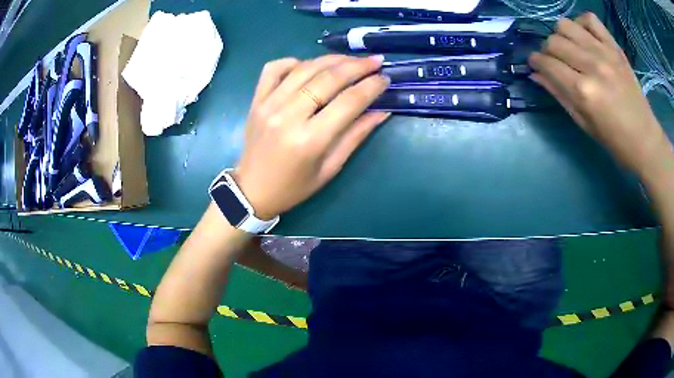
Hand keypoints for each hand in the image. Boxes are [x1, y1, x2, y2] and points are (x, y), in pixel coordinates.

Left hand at [232, 55, 389, 219]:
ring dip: (332, 59)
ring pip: (304, 68)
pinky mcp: (256, 100)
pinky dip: (293, 62)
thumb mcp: (330, 168)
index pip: (349, 101)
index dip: (371, 86)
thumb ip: (355, 136)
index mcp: (310, 139)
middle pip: (328, 78)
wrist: (253, 190)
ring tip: (350, 60)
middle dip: (357, 66)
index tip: (385, 78)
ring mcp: (268, 105)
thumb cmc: (294, 187)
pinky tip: (308, 66)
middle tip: (375, 61)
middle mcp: (288, 116)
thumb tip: (382, 111)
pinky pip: (273, 69)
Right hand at [528, 12, 671, 178]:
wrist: (645, 139)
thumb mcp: (583, 123)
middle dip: (548, 50)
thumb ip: (559, 94)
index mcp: (583, 91)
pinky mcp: (614, 47)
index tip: (535, 65)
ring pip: (566, 25)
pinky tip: (585, 38)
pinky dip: (582, 24)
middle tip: (555, 61)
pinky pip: (590, 19)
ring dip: (561, 35)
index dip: (535, 62)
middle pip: (553, 41)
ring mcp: (604, 52)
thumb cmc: (614, 140)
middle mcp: (591, 66)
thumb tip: (535, 74)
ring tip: (570, 48)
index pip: (547, 63)